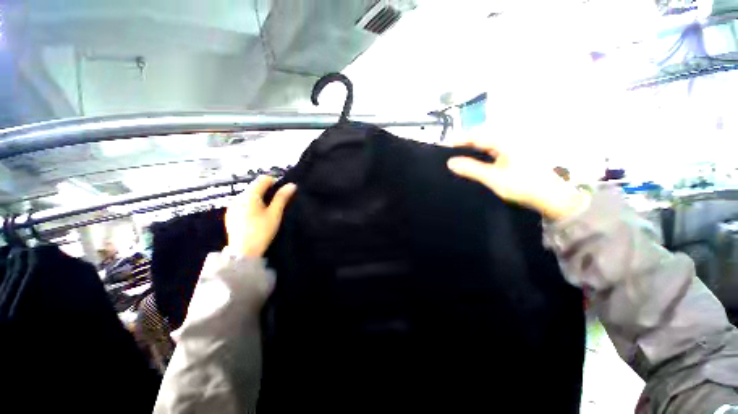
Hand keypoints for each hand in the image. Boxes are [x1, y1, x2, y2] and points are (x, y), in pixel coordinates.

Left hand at [225, 176, 296, 256]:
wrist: (243, 252)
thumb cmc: (261, 231)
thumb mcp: (274, 214)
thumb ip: (282, 198)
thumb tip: (292, 185)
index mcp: (249, 195)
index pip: (263, 179)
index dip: (275, 182)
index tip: (282, 192)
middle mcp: (238, 197)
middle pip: (255, 186)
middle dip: (267, 190)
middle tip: (277, 202)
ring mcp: (232, 206)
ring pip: (248, 194)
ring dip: (259, 197)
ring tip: (267, 209)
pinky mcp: (230, 214)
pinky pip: (243, 202)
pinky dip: (251, 204)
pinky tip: (256, 215)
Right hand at [447, 139, 587, 220]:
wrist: (551, 197)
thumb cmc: (522, 185)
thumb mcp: (492, 178)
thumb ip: (471, 169)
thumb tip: (450, 162)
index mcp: (504, 141)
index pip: (476, 135)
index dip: (459, 140)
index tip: (445, 147)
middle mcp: (510, 139)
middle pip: (482, 137)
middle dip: (466, 144)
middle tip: (452, 154)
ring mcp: (514, 147)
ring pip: (488, 143)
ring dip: (474, 149)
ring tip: (461, 158)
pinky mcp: (517, 154)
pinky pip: (495, 149)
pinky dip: (483, 154)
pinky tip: (478, 162)